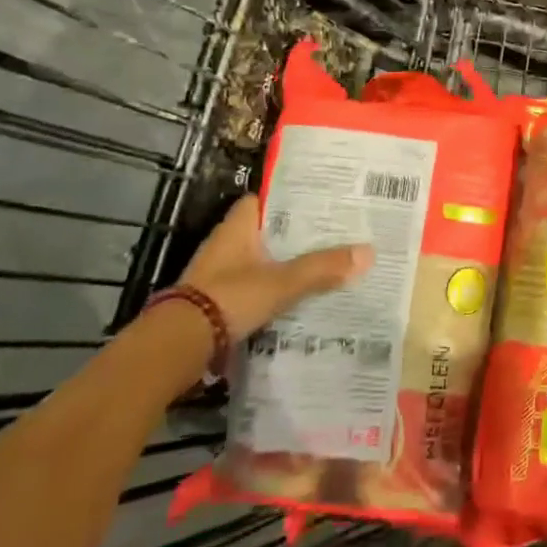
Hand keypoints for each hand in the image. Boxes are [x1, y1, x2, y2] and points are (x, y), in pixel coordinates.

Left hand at [177, 196, 372, 339]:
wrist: (178, 346)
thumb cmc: (229, 298)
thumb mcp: (282, 282)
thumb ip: (322, 268)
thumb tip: (368, 252)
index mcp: (238, 227)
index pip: (265, 199)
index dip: (290, 199)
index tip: (321, 202)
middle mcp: (227, 244)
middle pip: (267, 232)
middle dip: (296, 236)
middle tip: (334, 234)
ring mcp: (220, 275)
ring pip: (261, 261)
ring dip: (286, 265)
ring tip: (325, 265)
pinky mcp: (218, 303)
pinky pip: (254, 288)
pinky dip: (273, 292)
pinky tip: (299, 299)